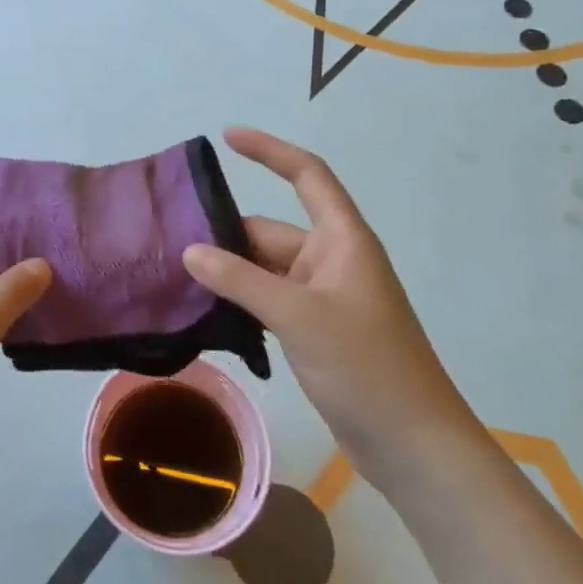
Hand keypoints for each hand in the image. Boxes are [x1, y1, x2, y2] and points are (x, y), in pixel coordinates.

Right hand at [181, 127, 486, 488]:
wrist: (413, 446)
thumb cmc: (365, 367)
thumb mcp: (298, 315)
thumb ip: (239, 280)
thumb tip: (190, 251)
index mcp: (341, 240)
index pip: (307, 175)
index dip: (269, 151)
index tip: (227, 137)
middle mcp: (332, 261)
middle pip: (270, 232)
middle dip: (225, 236)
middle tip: (168, 245)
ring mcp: (324, 298)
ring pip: (264, 270)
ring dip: (229, 274)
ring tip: (174, 278)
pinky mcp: (315, 332)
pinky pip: (269, 301)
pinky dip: (240, 303)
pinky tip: (204, 315)